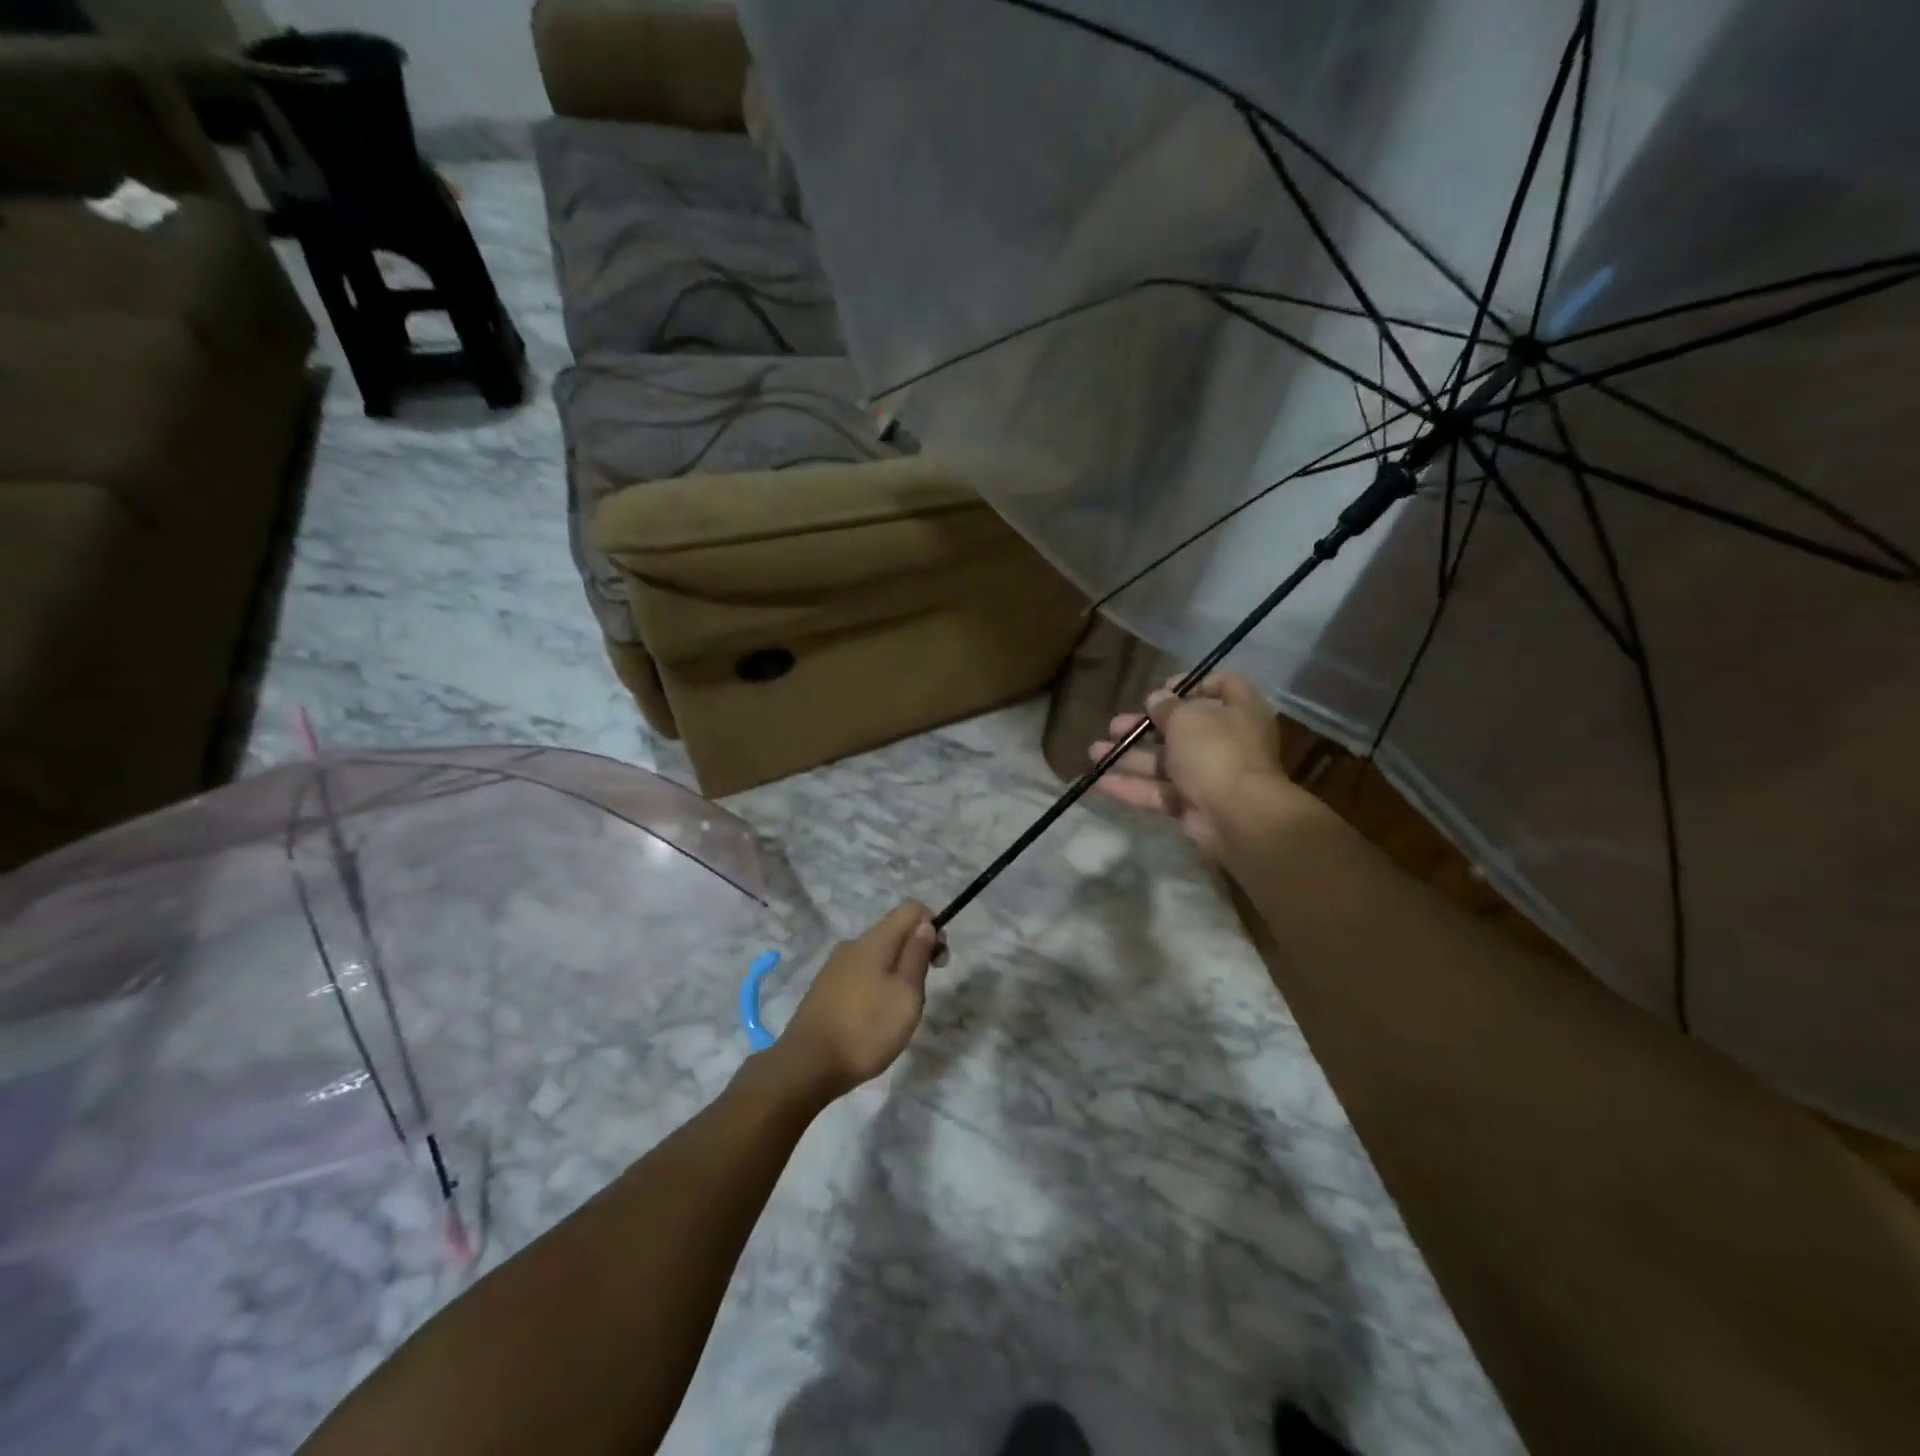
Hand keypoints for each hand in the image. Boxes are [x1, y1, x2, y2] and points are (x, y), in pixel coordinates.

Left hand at [774, 902, 941, 1099]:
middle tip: (921, 993)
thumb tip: (925, 924)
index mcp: (874, 941)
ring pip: (878, 955)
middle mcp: (853, 945)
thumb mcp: (906, 994)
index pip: (911, 908)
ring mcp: (835, 966)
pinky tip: (874, 1018)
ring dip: (897, 972)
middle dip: (915, 952)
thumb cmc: (866, 1029)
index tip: (938, 961)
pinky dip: (877, 985)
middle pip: (894, 932)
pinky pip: (861, 973)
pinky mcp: (825, 988)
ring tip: (898, 1011)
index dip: (932, 926)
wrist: (807, 1065)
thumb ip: (917, 955)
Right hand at [1091, 673, 1292, 858]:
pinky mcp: (1193, 805)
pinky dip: (1133, 786)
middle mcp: (1228, 741)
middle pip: (1183, 727)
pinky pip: (1159, 791)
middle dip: (1145, 725)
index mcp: (1239, 712)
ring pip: (1165, 761)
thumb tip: (1157, 699)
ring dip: (1130, 755)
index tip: (1163, 688)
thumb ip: (1167, 706)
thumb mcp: (1186, 718)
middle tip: (1115, 724)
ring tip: (1095, 751)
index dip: (1192, 684)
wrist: (1237, 816)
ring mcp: (1210, 776)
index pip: (1223, 686)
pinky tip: (1102, 781)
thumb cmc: (1216, 751)